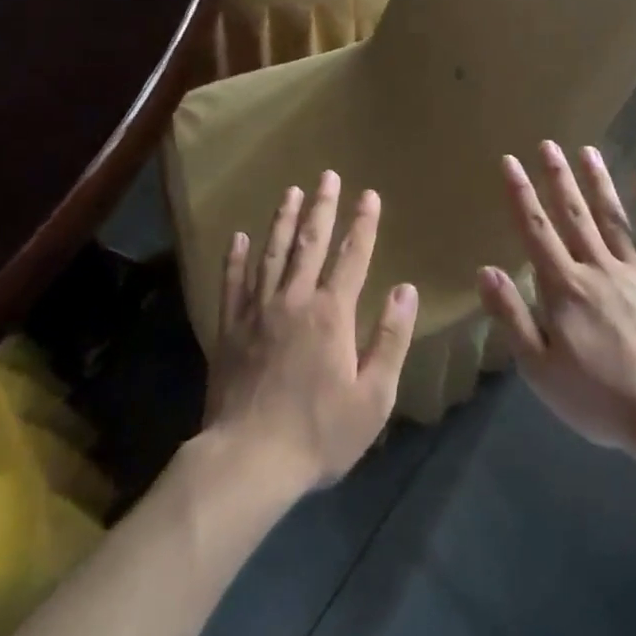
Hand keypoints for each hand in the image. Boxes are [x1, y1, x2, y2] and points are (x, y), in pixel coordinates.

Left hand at [202, 171, 419, 495]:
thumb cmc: (319, 433)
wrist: (249, 459)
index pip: (352, 256)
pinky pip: (232, 282)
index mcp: (332, 314)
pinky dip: (236, 257)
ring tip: (290, 191)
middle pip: (310, 243)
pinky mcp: (230, 328)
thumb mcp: (373, 396)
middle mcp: (294, 300)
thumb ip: (391, 339)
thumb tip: (406, 290)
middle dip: (321, 207)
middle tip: (327, 176)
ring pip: (272, 253)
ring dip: (283, 220)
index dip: (363, 224)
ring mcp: (257, 311)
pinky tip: (238, 237)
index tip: (369, 195)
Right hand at [478, 142, 635, 454]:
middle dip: (557, 178)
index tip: (510, 162)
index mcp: (564, 288)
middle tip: (547, 144)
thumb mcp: (539, 369)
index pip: (536, 231)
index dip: (521, 195)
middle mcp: (598, 269)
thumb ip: (512, 316)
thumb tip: (484, 270)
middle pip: (573, 215)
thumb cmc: (599, 398)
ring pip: (612, 218)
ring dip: (597, 183)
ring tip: (586, 150)